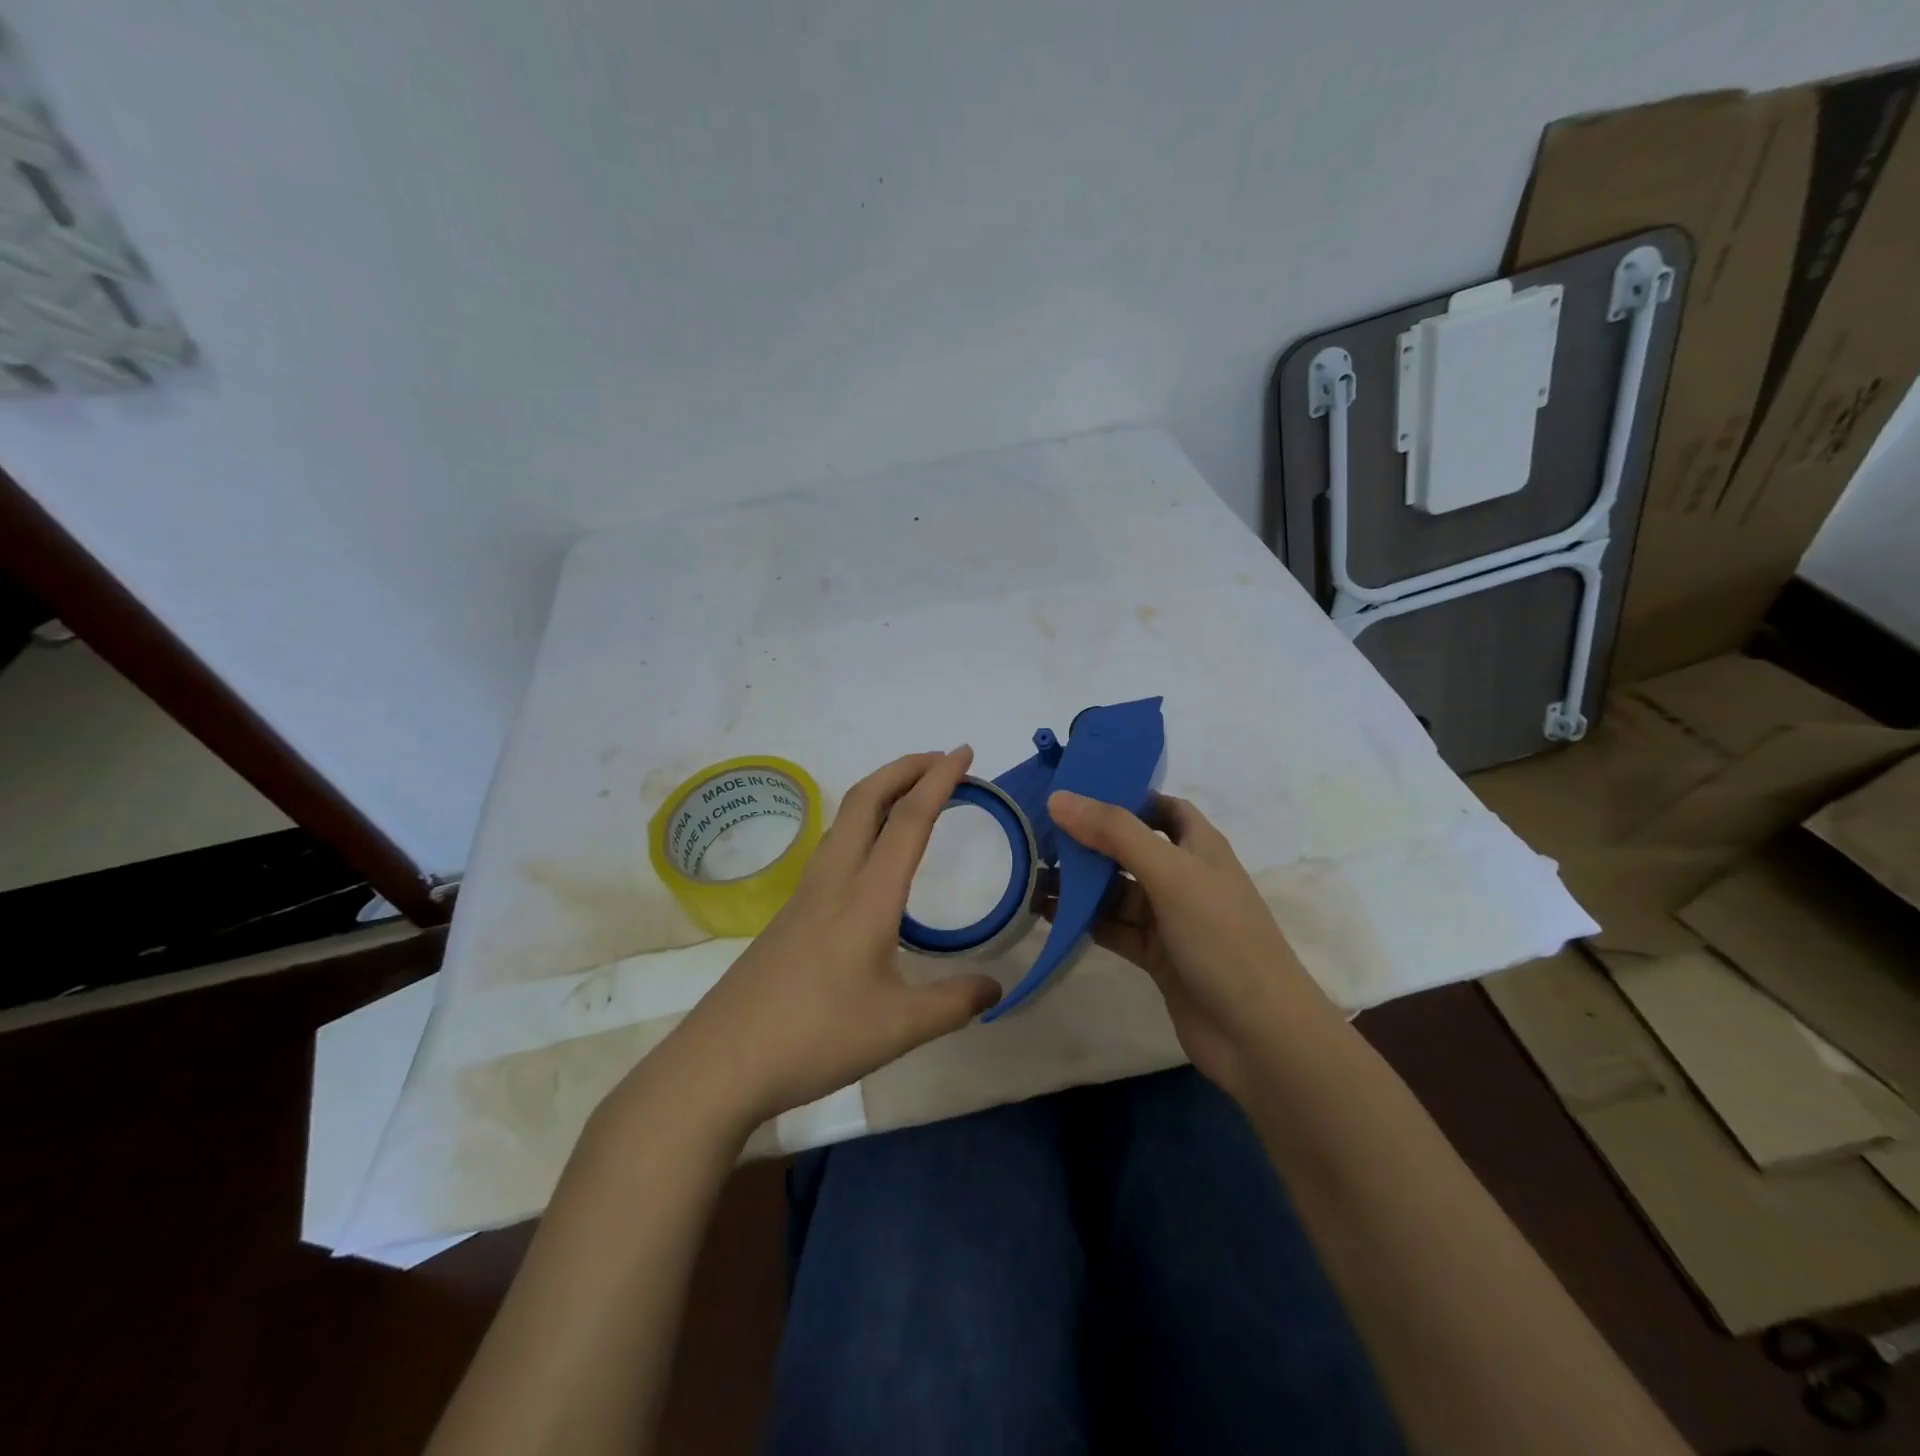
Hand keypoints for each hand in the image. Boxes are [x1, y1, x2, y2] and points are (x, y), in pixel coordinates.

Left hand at [629, 748, 1001, 1140]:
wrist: (721, 1062)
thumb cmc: (815, 1037)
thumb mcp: (898, 1028)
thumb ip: (953, 1003)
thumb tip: (995, 989)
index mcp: (866, 896)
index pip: (909, 820)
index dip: (940, 780)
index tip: (964, 751)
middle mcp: (834, 881)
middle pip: (866, 799)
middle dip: (904, 768)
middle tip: (941, 761)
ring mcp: (805, 895)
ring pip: (844, 820)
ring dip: (880, 793)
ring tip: (911, 797)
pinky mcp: (788, 915)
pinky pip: (832, 848)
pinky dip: (862, 825)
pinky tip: (872, 860)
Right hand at [1043, 791, 1338, 1099]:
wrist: (1258, 1035)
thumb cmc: (1221, 938)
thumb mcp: (1170, 874)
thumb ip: (1115, 834)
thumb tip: (1059, 798)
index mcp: (1200, 847)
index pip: (1161, 808)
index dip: (1125, 796)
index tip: (1076, 792)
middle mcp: (1185, 877)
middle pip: (1131, 848)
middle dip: (1090, 841)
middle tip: (1038, 834)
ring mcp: (1170, 919)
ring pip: (1118, 891)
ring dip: (1081, 884)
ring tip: (1031, 874)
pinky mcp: (1156, 956)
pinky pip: (1114, 927)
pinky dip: (1085, 920)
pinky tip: (1050, 915)